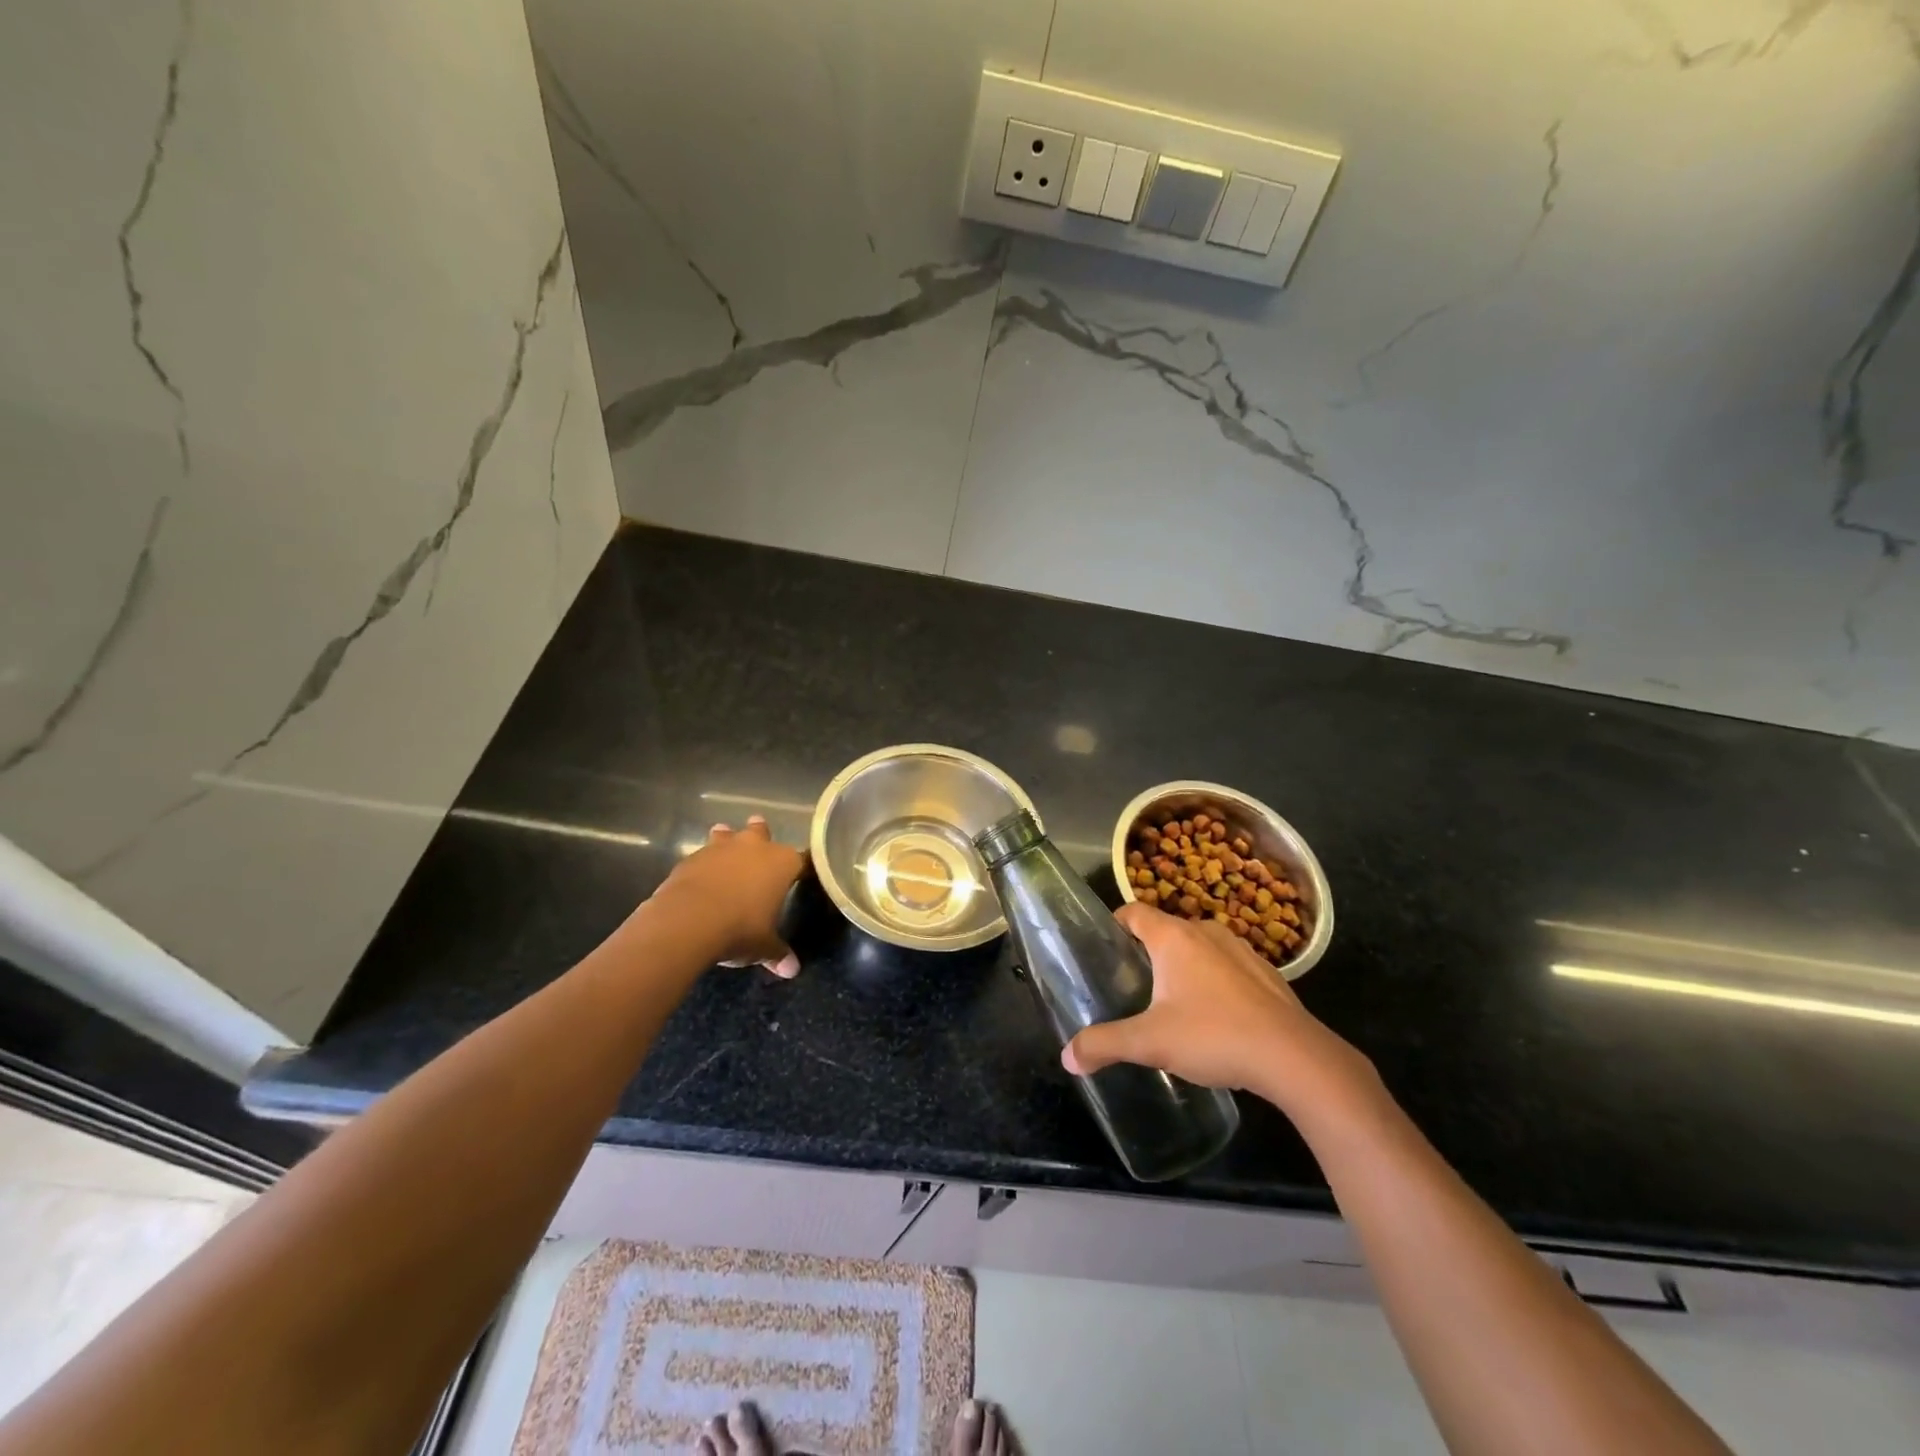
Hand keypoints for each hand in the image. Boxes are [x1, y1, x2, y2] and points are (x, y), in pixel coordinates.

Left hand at [654, 816, 805, 976]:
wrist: (688, 921)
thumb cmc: (740, 929)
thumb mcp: (763, 947)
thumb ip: (778, 953)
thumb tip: (792, 970)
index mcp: (782, 863)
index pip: (801, 860)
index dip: (801, 868)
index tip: (801, 876)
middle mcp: (755, 847)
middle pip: (762, 832)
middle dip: (761, 836)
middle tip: (760, 846)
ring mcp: (721, 848)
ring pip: (727, 834)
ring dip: (727, 840)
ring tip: (724, 852)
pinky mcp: (692, 857)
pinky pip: (702, 855)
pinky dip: (704, 864)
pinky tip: (700, 878)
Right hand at [1061, 902, 1374, 1113]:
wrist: (1295, 1058)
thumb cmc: (1213, 1036)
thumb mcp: (1150, 1043)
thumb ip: (1104, 1045)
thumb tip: (1066, 1057)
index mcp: (1173, 937)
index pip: (1134, 911)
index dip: (1115, 924)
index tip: (1104, 949)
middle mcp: (1205, 932)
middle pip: (1165, 929)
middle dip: (1146, 952)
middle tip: (1131, 985)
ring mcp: (1241, 950)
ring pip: (1198, 948)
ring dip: (1183, 967)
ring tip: (1170, 1003)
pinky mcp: (1266, 974)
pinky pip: (1227, 967)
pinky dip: (1214, 982)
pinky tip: (1215, 1019)